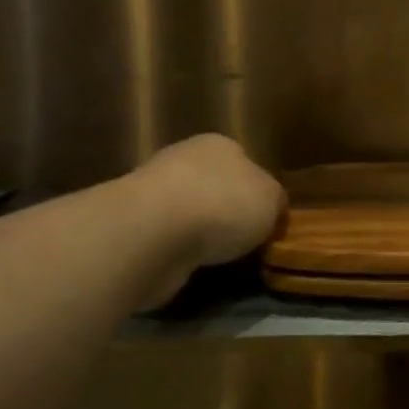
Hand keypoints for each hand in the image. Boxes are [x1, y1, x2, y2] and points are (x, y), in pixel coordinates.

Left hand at [133, 134, 284, 267]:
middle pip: (214, 186)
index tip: (266, 219)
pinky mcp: (134, 226)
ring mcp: (153, 192)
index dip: (257, 191)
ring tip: (220, 258)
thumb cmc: (224, 205)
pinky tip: (191, 264)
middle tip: (245, 240)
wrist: (155, 233)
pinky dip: (179, 251)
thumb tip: (269, 206)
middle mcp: (183, 160)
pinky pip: (168, 238)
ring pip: (189, 212)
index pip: (245, 163)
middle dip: (227, 211)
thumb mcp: (272, 199)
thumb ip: (274, 200)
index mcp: (220, 145)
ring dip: (200, 233)